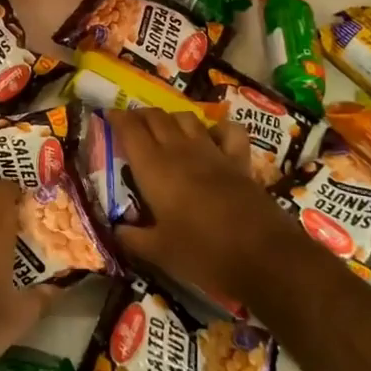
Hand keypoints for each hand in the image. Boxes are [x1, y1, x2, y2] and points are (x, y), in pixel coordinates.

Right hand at [107, 108, 297, 306]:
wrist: (262, 255)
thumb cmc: (202, 252)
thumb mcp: (158, 252)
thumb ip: (133, 238)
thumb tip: (116, 230)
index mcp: (153, 167)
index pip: (130, 129)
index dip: (117, 118)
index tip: (108, 116)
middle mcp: (179, 150)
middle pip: (156, 117)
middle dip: (140, 115)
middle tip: (131, 123)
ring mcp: (212, 152)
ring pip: (186, 118)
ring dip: (171, 118)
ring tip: (164, 128)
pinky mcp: (238, 161)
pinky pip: (228, 132)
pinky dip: (218, 128)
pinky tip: (213, 136)